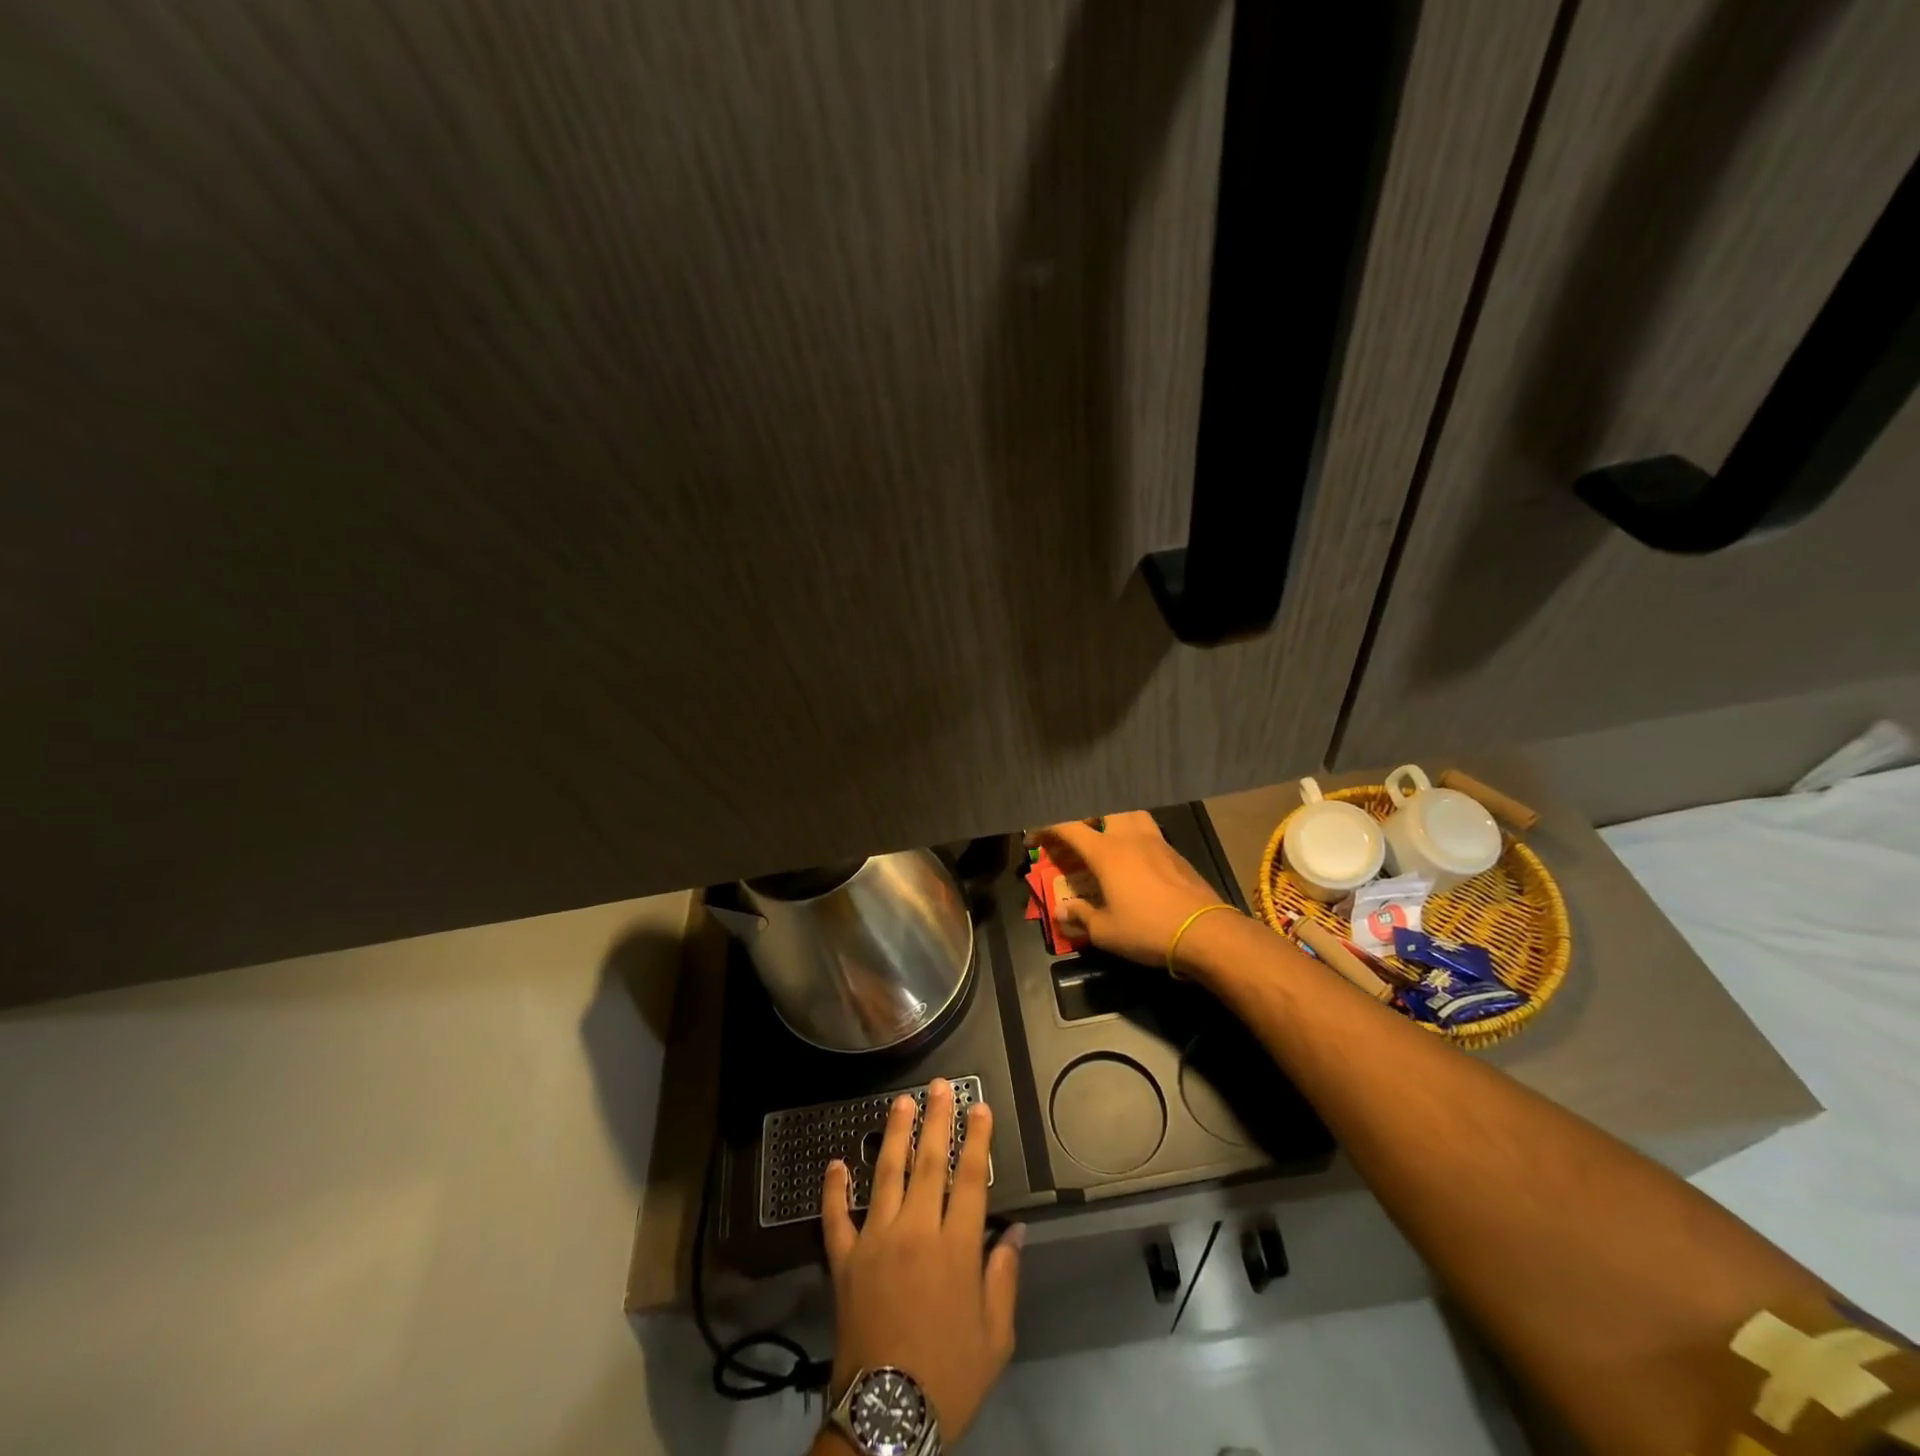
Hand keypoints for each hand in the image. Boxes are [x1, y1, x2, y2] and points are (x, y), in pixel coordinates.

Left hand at [821, 1079, 1020, 1446]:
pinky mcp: (844, 1260)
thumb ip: (1004, 1277)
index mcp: (955, 1248)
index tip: (979, 1108)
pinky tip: (835, 1163)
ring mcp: (875, 1240)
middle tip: (940, 1087)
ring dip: (894, 1134)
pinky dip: (833, 1189)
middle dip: (937, 1120)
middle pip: (929, 1162)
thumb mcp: (995, 1337)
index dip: (977, 1139)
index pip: (970, 1179)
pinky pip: (836, 1217)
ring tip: (901, 1102)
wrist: (887, 1418)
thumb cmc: (949, 1375)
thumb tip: (1013, 1230)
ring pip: (885, 1174)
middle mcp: (915, 1231)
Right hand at [1026, 811, 1229, 969]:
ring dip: (1113, 819)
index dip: (1045, 828)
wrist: (1205, 932)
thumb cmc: (1148, 930)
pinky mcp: (1176, 853)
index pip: (1068, 826)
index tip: (1033, 840)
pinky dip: (1135, 835)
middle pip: (1102, 810)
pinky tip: (1136, 859)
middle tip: (1076, 836)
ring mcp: (1156, 842)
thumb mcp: (1105, 931)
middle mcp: (1129, 837)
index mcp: (1106, 852)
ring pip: (1130, 814)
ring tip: (1107, 839)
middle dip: (1084, 818)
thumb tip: (1061, 911)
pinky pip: (1149, 831)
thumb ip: (1080, 917)